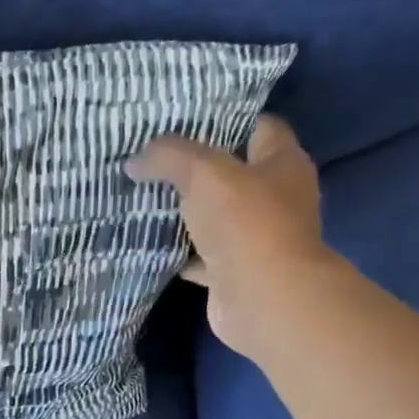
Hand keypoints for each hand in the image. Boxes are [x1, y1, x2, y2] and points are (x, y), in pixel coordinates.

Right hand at [128, 115, 340, 359]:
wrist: (263, 298)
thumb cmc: (245, 224)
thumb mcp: (203, 173)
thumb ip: (169, 157)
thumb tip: (135, 159)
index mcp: (283, 163)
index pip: (261, 127)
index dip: (227, 120)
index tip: (186, 120)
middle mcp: (276, 199)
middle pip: (234, 175)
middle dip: (197, 169)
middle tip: (153, 160)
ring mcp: (256, 239)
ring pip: (215, 217)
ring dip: (185, 213)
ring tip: (144, 199)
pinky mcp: (235, 272)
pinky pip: (201, 256)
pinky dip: (179, 252)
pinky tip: (149, 244)